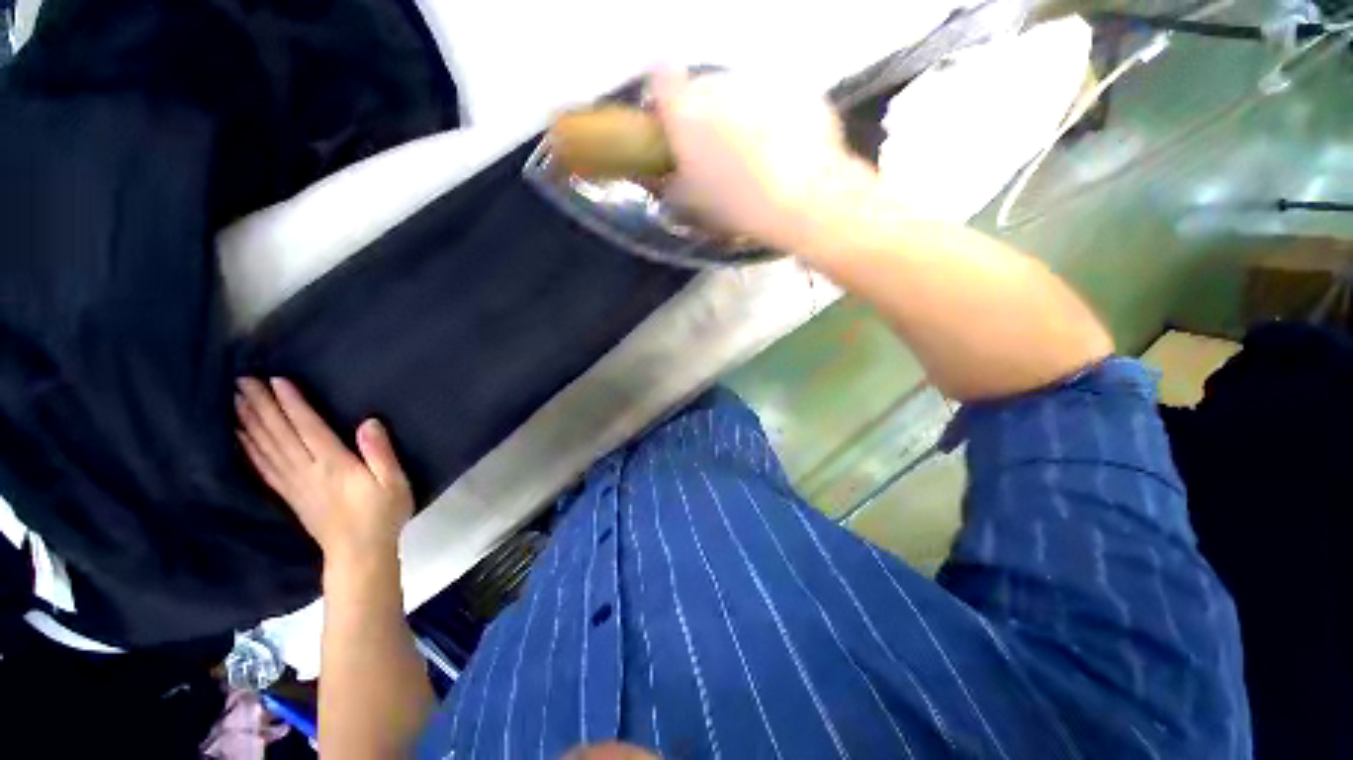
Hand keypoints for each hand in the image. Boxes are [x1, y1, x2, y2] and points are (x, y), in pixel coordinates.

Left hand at [235, 378, 412, 566]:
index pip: (308, 428)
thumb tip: (369, 422)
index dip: (292, 404)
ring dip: (250, 423)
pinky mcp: (289, 496)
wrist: (359, 553)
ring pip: (267, 448)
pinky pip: (264, 469)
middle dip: (262, 406)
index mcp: (334, 465)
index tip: (276, 380)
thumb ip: (380, 452)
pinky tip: (241, 437)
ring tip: (236, 401)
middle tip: (243, 381)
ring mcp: (294, 484)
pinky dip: (250, 450)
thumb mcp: (394, 482)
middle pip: (280, 434)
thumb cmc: (383, 514)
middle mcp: (307, 470)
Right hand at [650, 69, 866, 248]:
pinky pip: (776, 101)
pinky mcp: (795, 88)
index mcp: (685, 113)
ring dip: (741, 118)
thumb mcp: (693, 204)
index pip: (661, 80)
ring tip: (757, 157)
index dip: (666, 100)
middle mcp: (719, 85)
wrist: (801, 201)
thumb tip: (672, 175)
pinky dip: (776, 120)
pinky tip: (785, 152)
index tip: (674, 124)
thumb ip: (674, 181)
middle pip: (704, 89)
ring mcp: (761, 83)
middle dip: (706, 115)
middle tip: (719, 153)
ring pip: (742, 95)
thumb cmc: (736, 206)